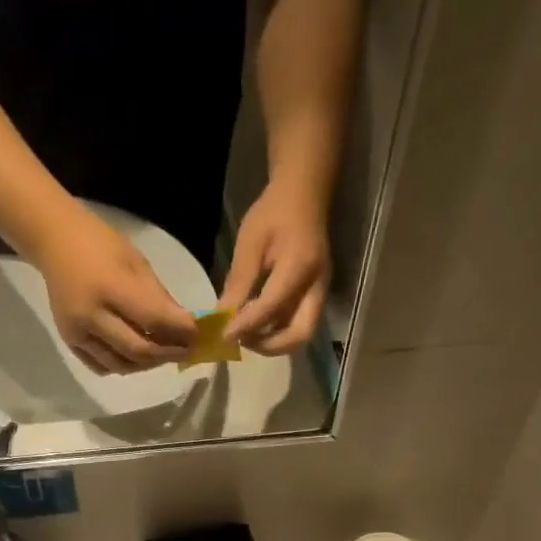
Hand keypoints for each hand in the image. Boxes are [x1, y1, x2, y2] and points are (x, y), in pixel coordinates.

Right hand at [34, 207, 198, 374]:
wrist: (54, 242)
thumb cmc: (100, 244)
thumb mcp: (136, 263)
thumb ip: (160, 297)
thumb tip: (184, 327)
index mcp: (110, 288)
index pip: (153, 320)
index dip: (180, 331)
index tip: (197, 334)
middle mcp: (91, 316)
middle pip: (139, 350)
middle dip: (168, 353)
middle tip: (186, 350)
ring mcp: (77, 333)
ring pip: (121, 365)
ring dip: (147, 364)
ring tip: (162, 354)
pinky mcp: (69, 342)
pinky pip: (101, 367)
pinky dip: (123, 366)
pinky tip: (136, 356)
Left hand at [222, 180, 331, 353]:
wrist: (304, 194)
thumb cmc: (274, 213)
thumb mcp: (250, 243)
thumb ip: (238, 282)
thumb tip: (221, 316)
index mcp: (299, 267)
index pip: (272, 308)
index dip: (247, 326)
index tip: (223, 335)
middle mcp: (316, 285)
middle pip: (300, 334)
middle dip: (269, 346)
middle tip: (241, 340)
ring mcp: (320, 292)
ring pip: (300, 333)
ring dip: (273, 342)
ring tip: (245, 334)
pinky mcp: (315, 294)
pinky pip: (298, 323)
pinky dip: (277, 332)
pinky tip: (255, 325)